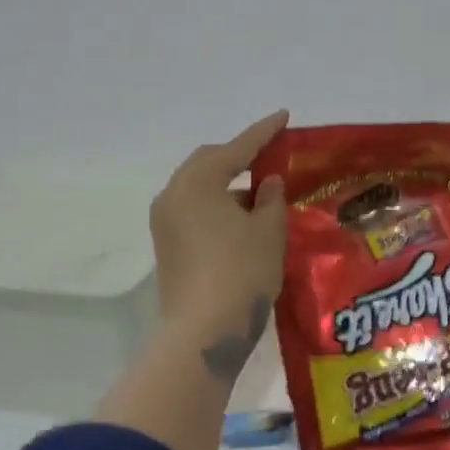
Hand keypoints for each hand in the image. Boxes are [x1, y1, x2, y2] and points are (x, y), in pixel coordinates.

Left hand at [148, 110, 289, 378]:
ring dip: (229, 187)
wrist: (203, 333)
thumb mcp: (268, 230)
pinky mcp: (167, 246)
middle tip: (269, 156)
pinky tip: (243, 222)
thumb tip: (268, 183)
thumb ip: (272, 199)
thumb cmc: (241, 272)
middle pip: (209, 163)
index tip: (284, 116)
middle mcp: (173, 195)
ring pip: (200, 190)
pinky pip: (194, 211)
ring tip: (262, 196)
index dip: (264, 133)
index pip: (237, 149)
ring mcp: (165, 223)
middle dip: (239, 158)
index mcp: (197, 182)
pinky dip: (218, 208)